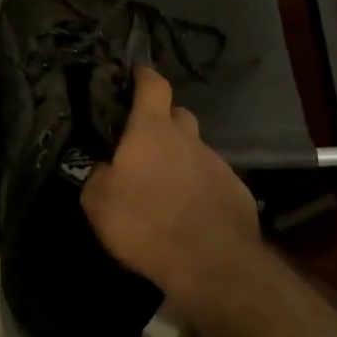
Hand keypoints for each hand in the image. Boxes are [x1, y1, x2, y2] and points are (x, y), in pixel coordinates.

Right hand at [81, 67, 261, 304]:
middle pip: (178, 115)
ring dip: (181, 160)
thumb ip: (99, 178)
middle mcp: (189, 139)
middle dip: (164, 120)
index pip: (153, 86)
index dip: (144, 76)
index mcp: (153, 131)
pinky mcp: (237, 192)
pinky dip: (200, 187)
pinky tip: (191, 213)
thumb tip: (105, 169)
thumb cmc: (146, 223)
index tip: (137, 74)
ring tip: (166, 188)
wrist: (210, 262)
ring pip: (196, 150)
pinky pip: (213, 180)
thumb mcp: (99, 204)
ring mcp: (217, 164)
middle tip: (146, 141)